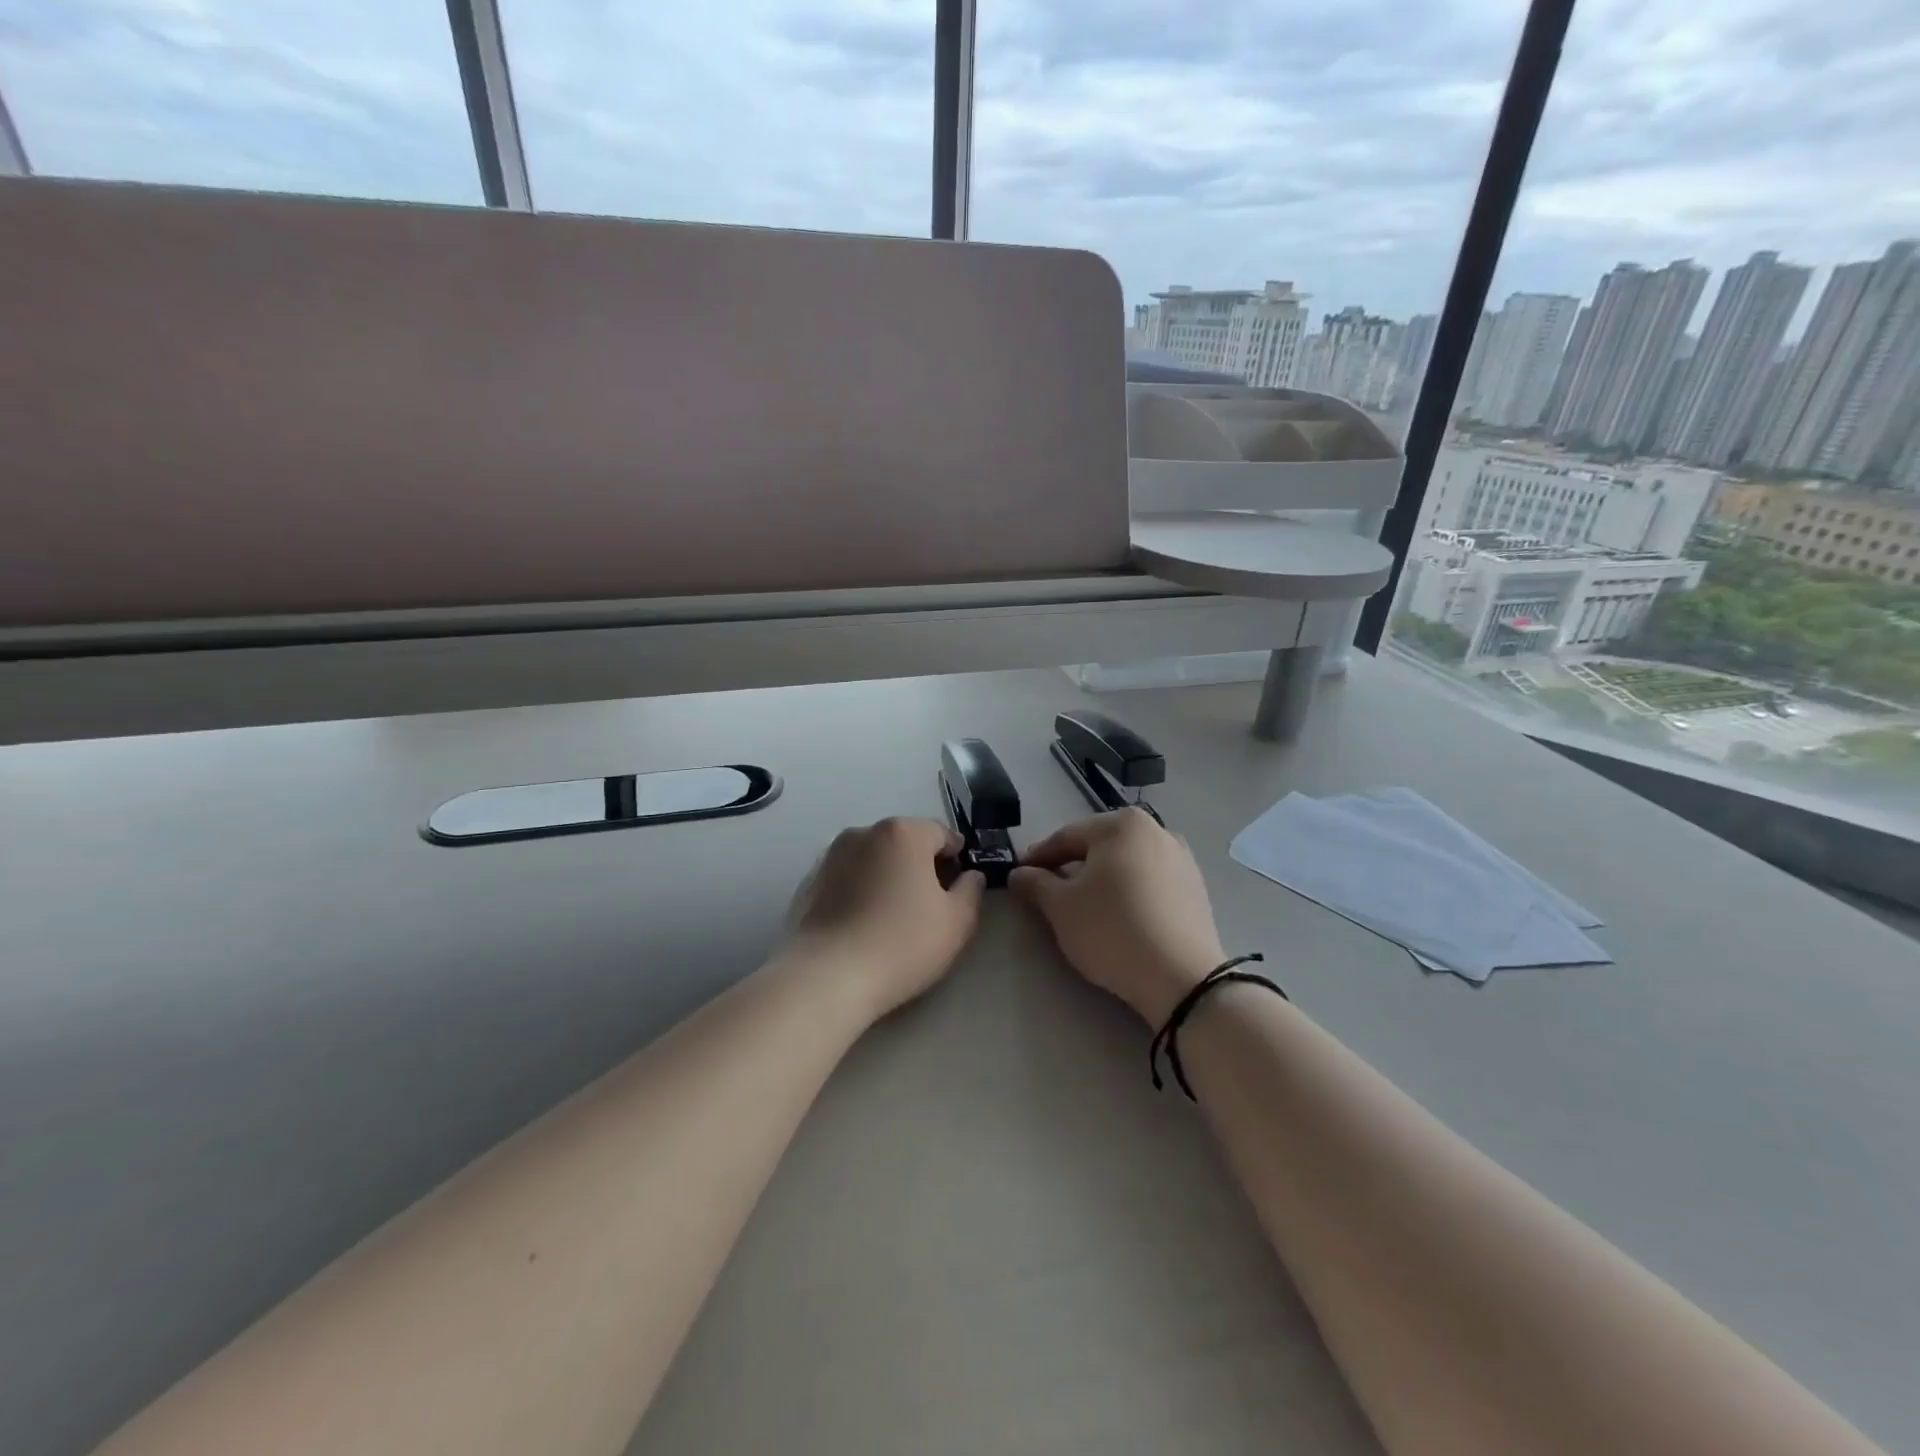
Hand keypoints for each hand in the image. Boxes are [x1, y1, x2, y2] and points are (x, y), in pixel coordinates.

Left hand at [783, 817, 985, 1018]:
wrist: (827, 977)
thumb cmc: (902, 944)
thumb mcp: (957, 922)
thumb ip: (971, 890)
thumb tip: (970, 875)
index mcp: (903, 832)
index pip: (942, 833)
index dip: (957, 859)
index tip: (958, 889)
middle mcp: (864, 832)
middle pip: (905, 842)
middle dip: (921, 865)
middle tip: (929, 906)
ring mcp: (831, 855)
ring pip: (874, 859)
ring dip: (888, 876)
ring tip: (893, 918)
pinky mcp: (809, 881)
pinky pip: (848, 878)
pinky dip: (860, 891)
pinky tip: (863, 925)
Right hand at [1010, 809, 1225, 1026]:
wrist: (1181, 978)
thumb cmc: (1112, 930)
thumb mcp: (1061, 907)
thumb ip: (1035, 884)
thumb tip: (1019, 873)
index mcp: (1122, 824)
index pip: (1066, 837)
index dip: (1038, 858)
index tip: (1019, 876)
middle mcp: (1157, 830)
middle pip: (1099, 847)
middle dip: (1071, 866)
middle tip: (1047, 891)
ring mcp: (1181, 859)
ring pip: (1126, 864)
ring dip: (1101, 879)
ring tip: (1082, 906)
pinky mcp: (1196, 889)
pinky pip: (1150, 882)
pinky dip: (1129, 892)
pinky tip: (1118, 916)